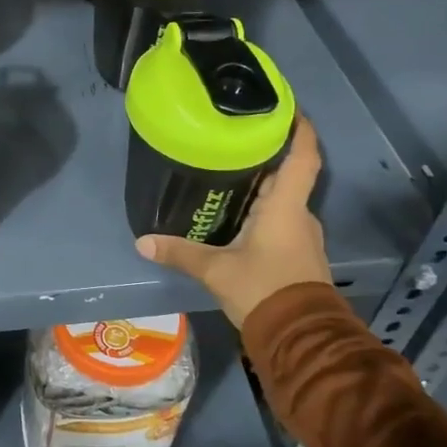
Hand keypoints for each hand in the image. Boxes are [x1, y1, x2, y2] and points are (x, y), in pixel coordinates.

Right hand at [135, 116, 328, 327]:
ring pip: (284, 200)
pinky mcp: (299, 255)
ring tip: (230, 174)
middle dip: (266, 156)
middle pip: (288, 174)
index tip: (287, 107)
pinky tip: (240, 215)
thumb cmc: (264, 290)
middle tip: (234, 139)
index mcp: (286, 206)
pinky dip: (265, 211)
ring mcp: (303, 236)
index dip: (300, 128)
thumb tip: (143, 242)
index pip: (304, 156)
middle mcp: (300, 215)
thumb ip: (181, 253)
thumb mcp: (217, 270)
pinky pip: (282, 221)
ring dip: (264, 186)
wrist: (300, 339)